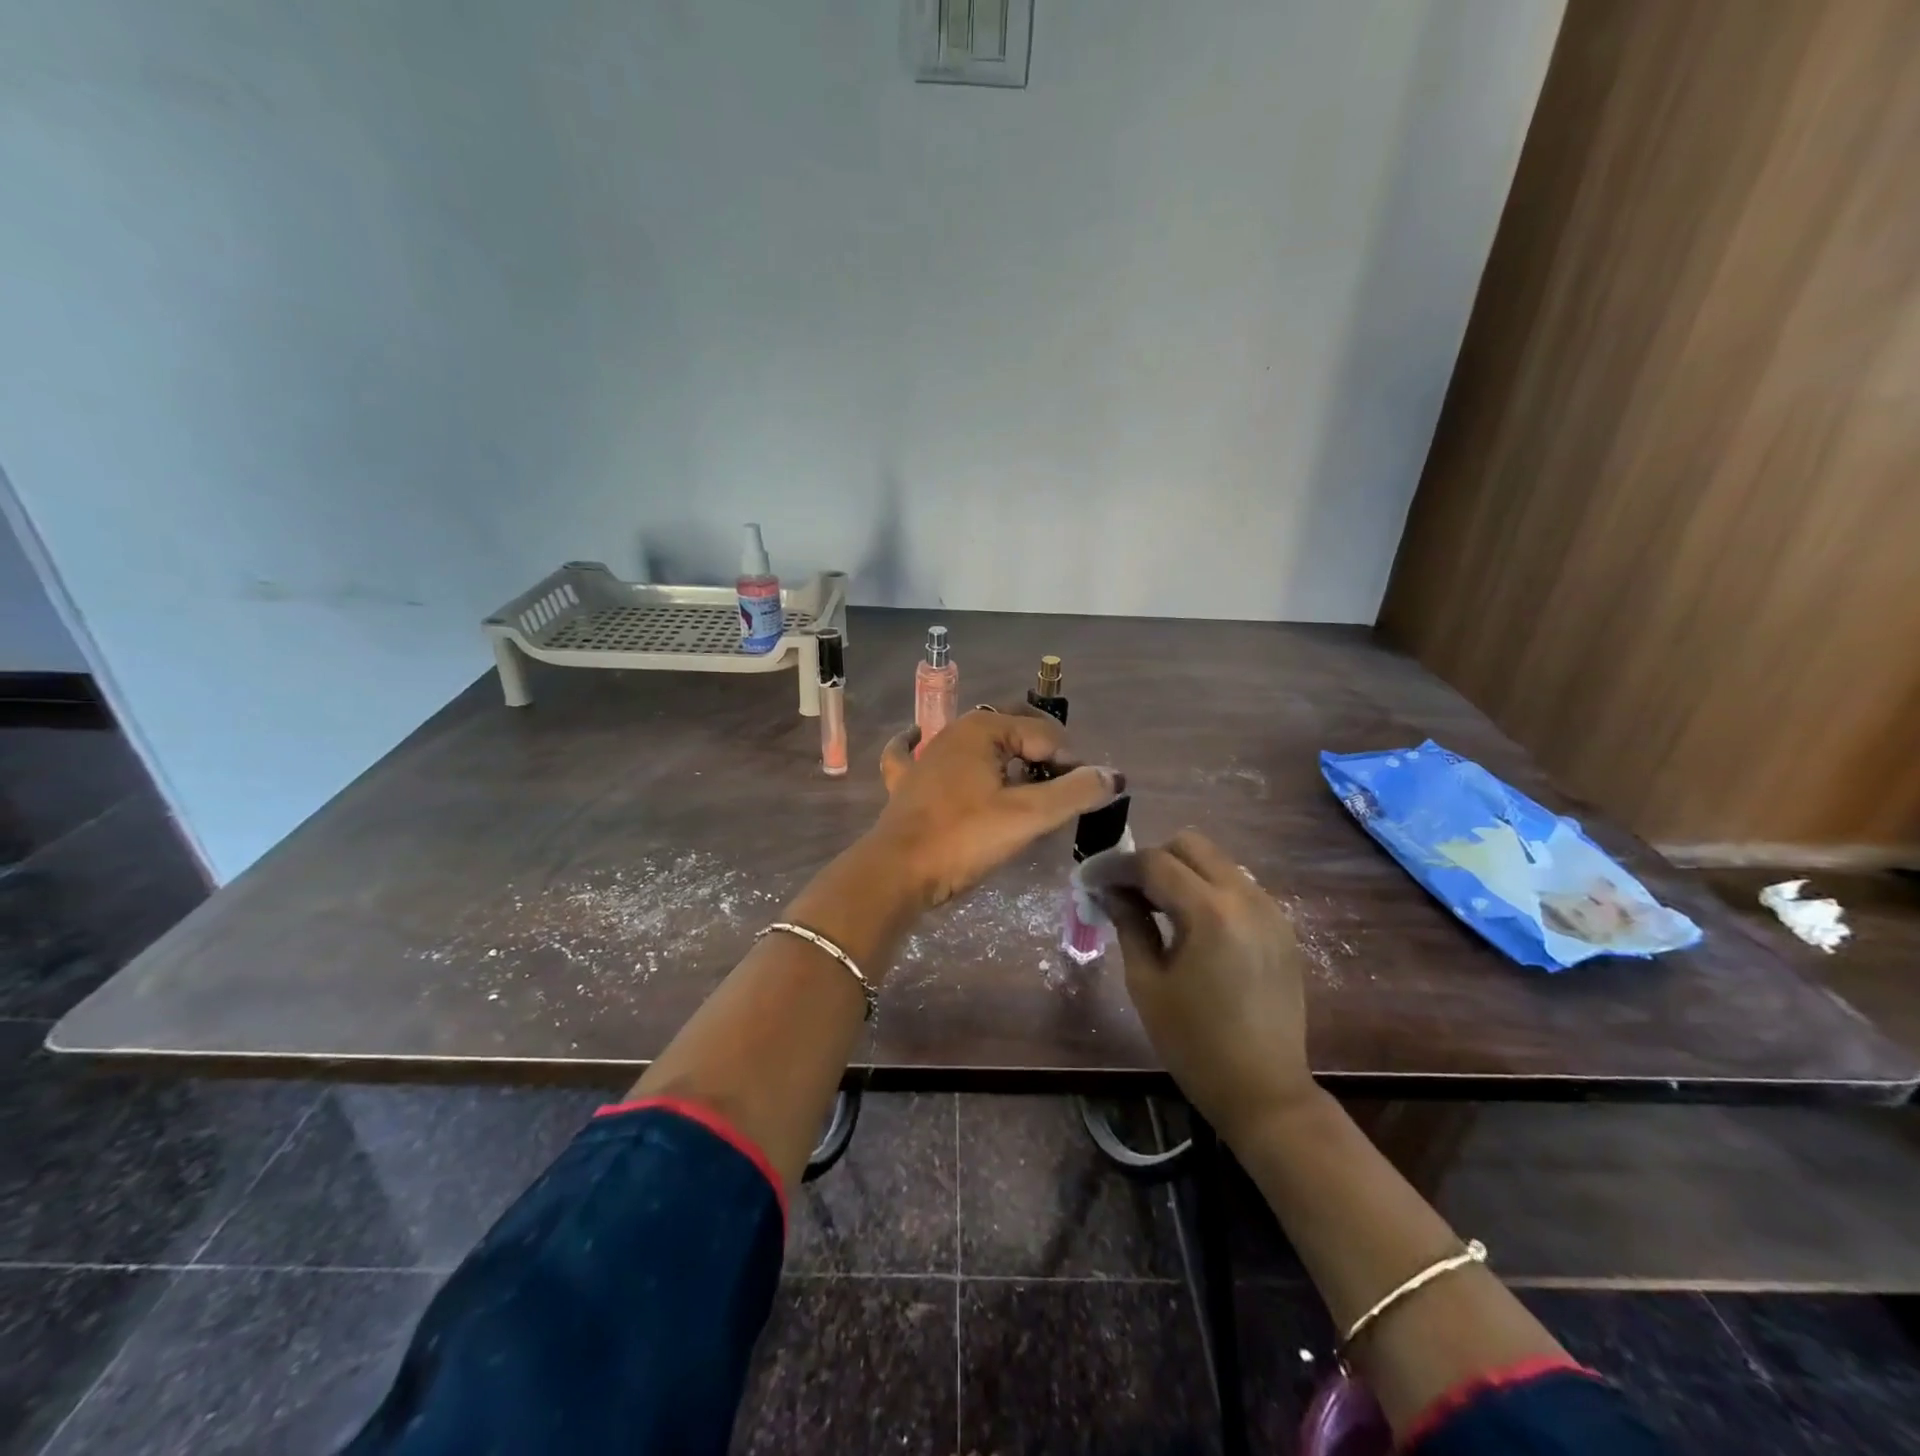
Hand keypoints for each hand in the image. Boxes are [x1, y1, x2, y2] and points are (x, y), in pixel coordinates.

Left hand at [874, 706, 1122, 907]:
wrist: (896, 872)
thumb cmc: (963, 838)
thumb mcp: (1028, 816)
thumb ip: (1074, 792)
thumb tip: (1113, 776)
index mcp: (983, 728)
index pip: (1046, 735)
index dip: (1070, 764)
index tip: (1079, 798)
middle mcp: (953, 731)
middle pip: (1013, 729)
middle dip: (1043, 751)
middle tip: (1061, 788)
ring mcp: (925, 755)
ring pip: (976, 743)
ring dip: (1003, 755)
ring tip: (1025, 783)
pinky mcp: (906, 781)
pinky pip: (913, 752)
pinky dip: (921, 744)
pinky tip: (918, 738)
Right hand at [1086, 830, 1313, 1144]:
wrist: (1265, 1091)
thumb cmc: (1194, 1043)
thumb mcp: (1147, 983)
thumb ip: (1129, 924)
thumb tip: (1109, 890)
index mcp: (1210, 912)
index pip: (1154, 862)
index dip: (1116, 866)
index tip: (1090, 878)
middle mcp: (1246, 897)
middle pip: (1190, 845)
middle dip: (1152, 860)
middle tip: (1127, 892)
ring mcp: (1270, 909)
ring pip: (1217, 861)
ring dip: (1182, 872)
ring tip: (1156, 907)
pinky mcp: (1281, 927)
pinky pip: (1237, 885)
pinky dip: (1208, 889)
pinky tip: (1192, 924)